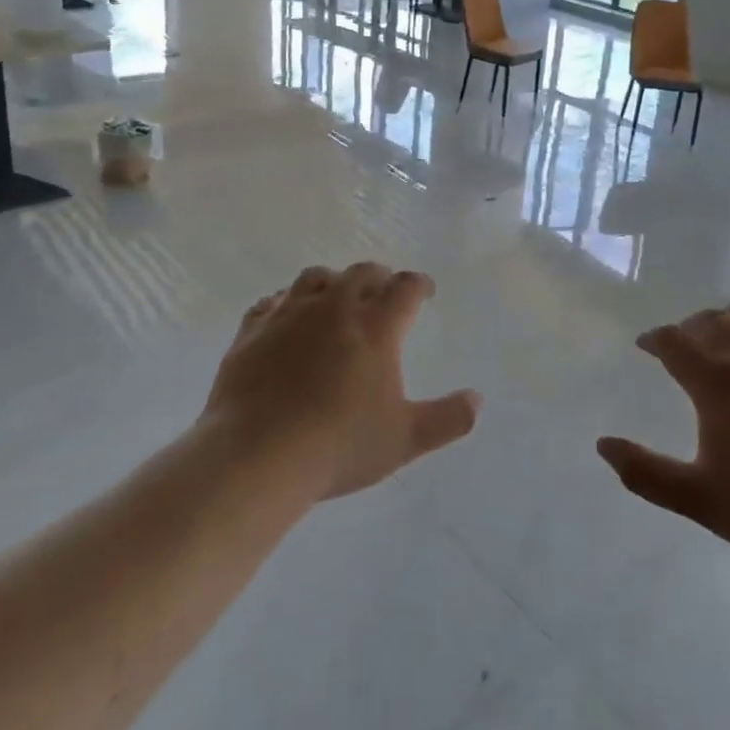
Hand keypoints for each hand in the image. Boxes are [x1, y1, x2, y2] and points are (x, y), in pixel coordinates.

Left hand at [206, 263, 480, 499]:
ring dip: (332, 281)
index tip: (424, 291)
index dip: (419, 285)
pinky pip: (271, 301)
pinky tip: (286, 316)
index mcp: (376, 326)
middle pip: (362, 273)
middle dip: (379, 277)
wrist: (257, 455)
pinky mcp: (252, 330)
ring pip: (315, 278)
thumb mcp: (405, 439)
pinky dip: (286, 302)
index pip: (405, 288)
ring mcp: (289, 314)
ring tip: (336, 296)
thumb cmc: (340, 445)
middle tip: (384, 290)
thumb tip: (477, 400)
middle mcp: (334, 307)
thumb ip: (447, 418)